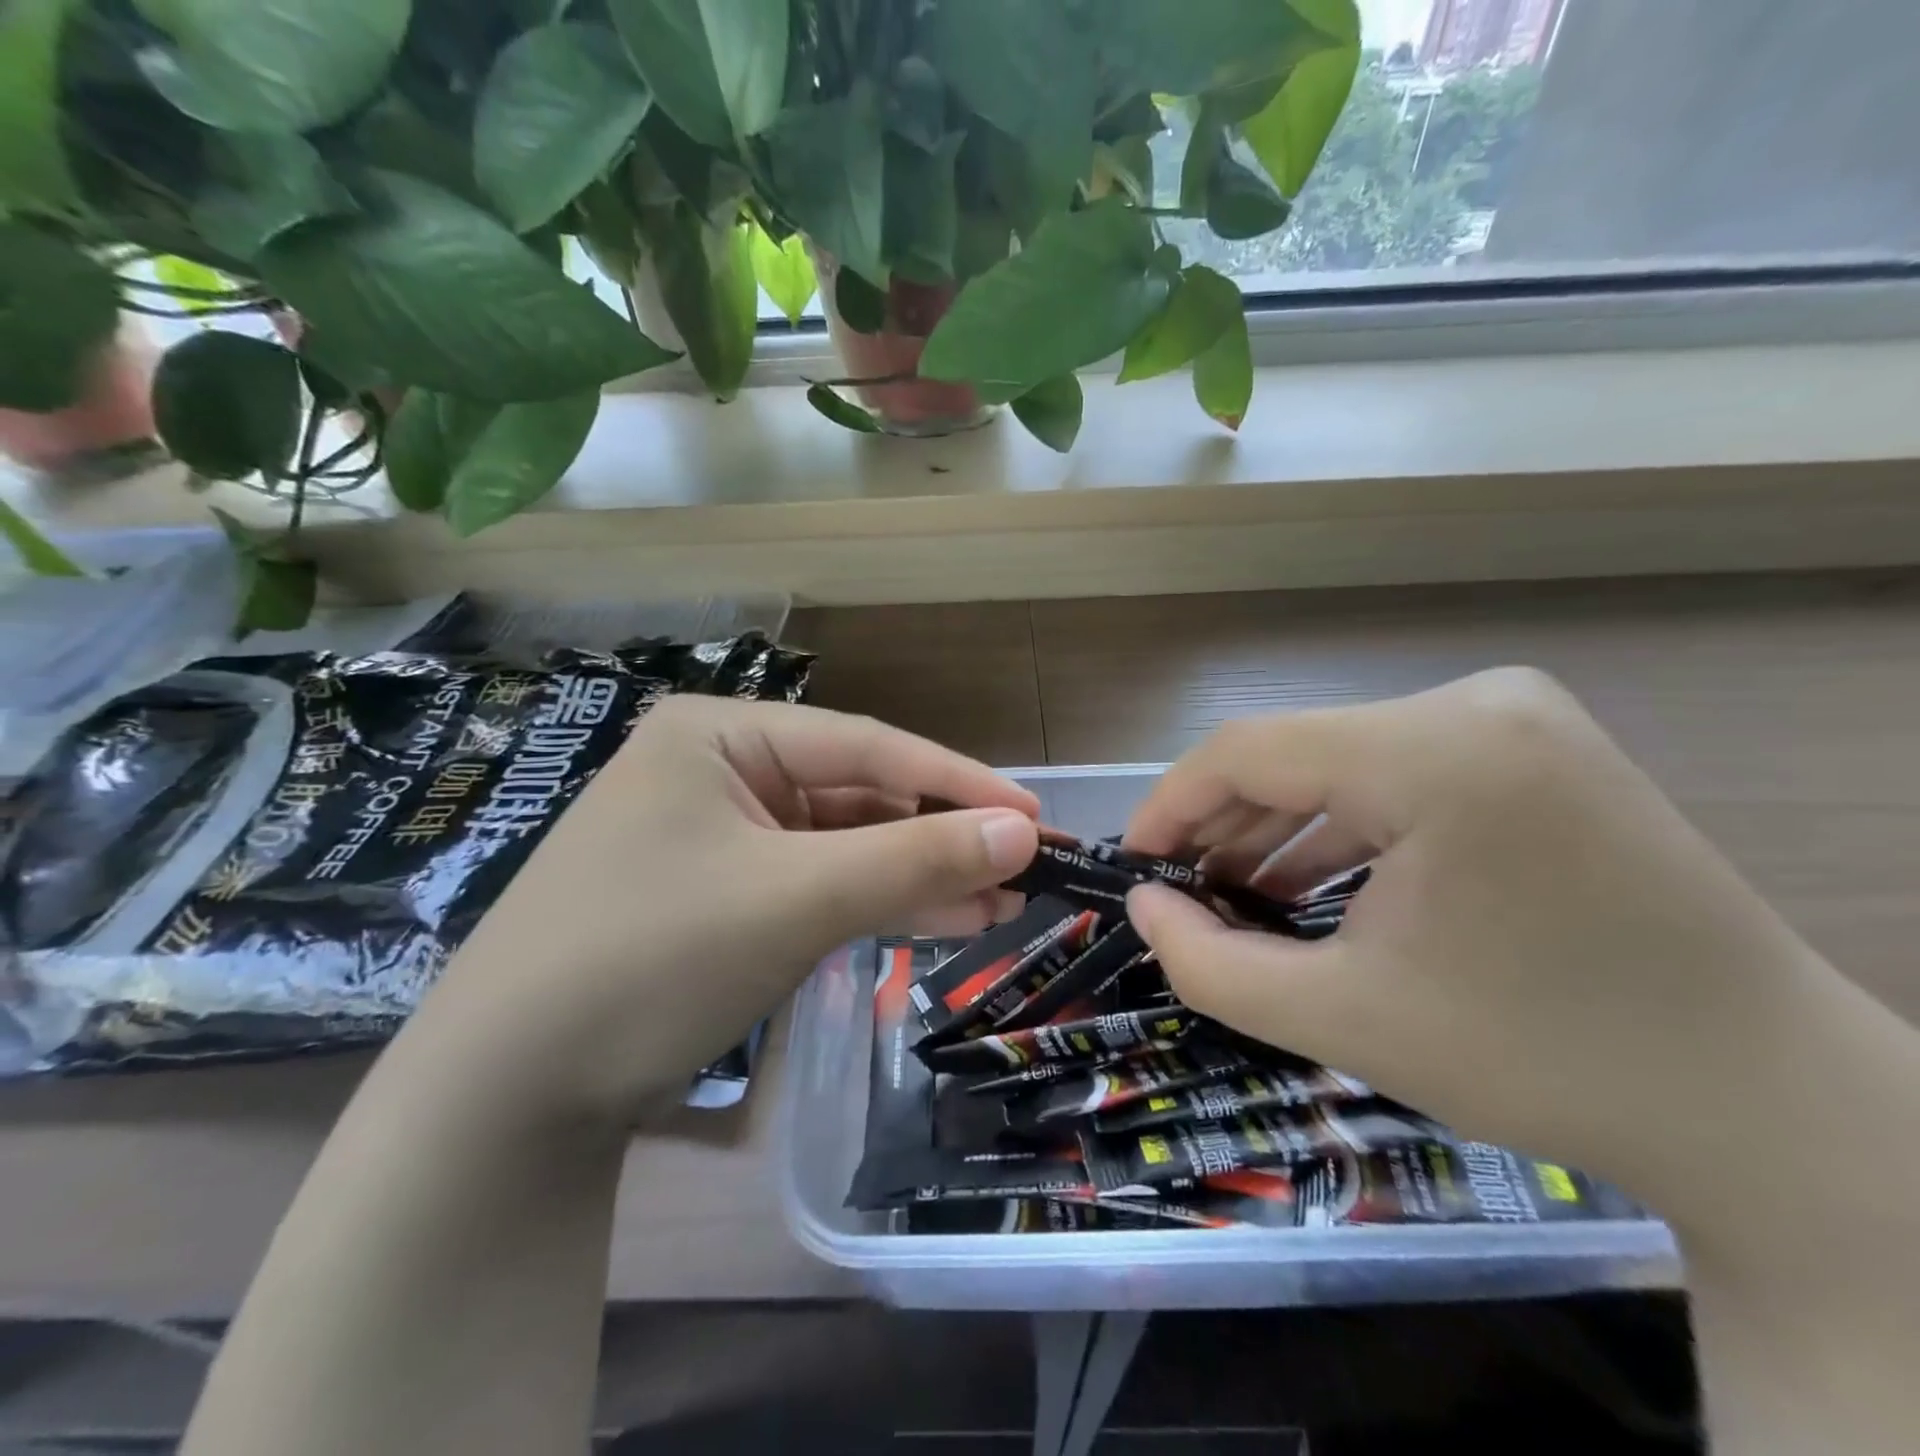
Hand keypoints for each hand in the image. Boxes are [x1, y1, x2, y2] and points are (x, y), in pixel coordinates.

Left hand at [419, 697, 1038, 1122]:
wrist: (505, 1097)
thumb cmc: (651, 960)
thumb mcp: (797, 899)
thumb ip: (915, 859)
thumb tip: (1022, 830)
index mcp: (723, 735)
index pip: (868, 746)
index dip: (958, 782)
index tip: (1033, 814)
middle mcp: (722, 771)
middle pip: (859, 796)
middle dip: (941, 836)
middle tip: (1026, 868)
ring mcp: (721, 836)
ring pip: (844, 846)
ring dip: (917, 875)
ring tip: (1000, 904)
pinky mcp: (723, 895)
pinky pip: (817, 885)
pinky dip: (874, 904)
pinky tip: (939, 920)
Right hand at [1121, 668, 1849, 1205]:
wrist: (1768, 1104)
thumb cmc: (1545, 1059)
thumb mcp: (1344, 1019)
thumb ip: (1211, 964)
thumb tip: (1142, 908)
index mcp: (1436, 752)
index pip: (1248, 749)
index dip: (1171, 806)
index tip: (1134, 867)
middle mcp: (1476, 704)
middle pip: (1295, 753)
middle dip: (1223, 826)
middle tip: (1180, 895)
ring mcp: (1514, 719)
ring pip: (1341, 763)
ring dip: (1277, 829)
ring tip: (1232, 898)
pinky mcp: (1532, 749)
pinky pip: (1395, 775)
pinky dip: (1340, 828)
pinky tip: (1307, 884)